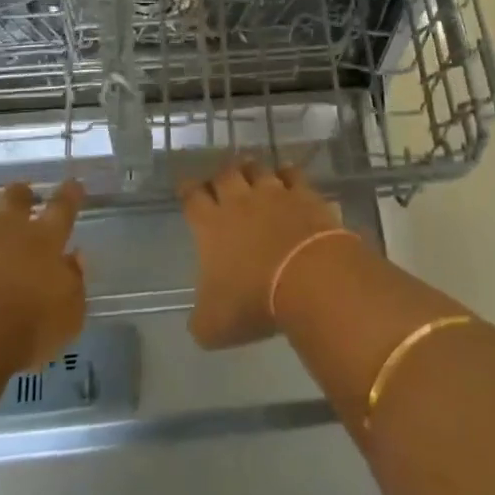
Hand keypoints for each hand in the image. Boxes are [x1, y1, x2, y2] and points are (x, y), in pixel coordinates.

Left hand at [0, 182, 86, 375]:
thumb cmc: (23, 332)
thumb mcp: (67, 317)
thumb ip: (74, 282)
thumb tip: (75, 256)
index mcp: (45, 241)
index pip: (63, 209)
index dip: (69, 194)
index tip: (73, 184)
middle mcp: (10, 226)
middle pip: (18, 199)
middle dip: (22, 193)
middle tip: (22, 191)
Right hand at [179, 158, 343, 348]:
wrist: (310, 279)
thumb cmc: (254, 301)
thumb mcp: (214, 326)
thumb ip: (201, 319)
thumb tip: (200, 319)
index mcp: (210, 225)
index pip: (192, 198)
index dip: (187, 190)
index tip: (185, 187)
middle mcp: (239, 201)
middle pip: (224, 175)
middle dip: (220, 175)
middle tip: (220, 178)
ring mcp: (274, 194)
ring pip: (257, 169)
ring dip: (251, 168)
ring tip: (250, 169)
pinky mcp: (304, 195)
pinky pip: (293, 174)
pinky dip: (287, 172)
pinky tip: (287, 174)